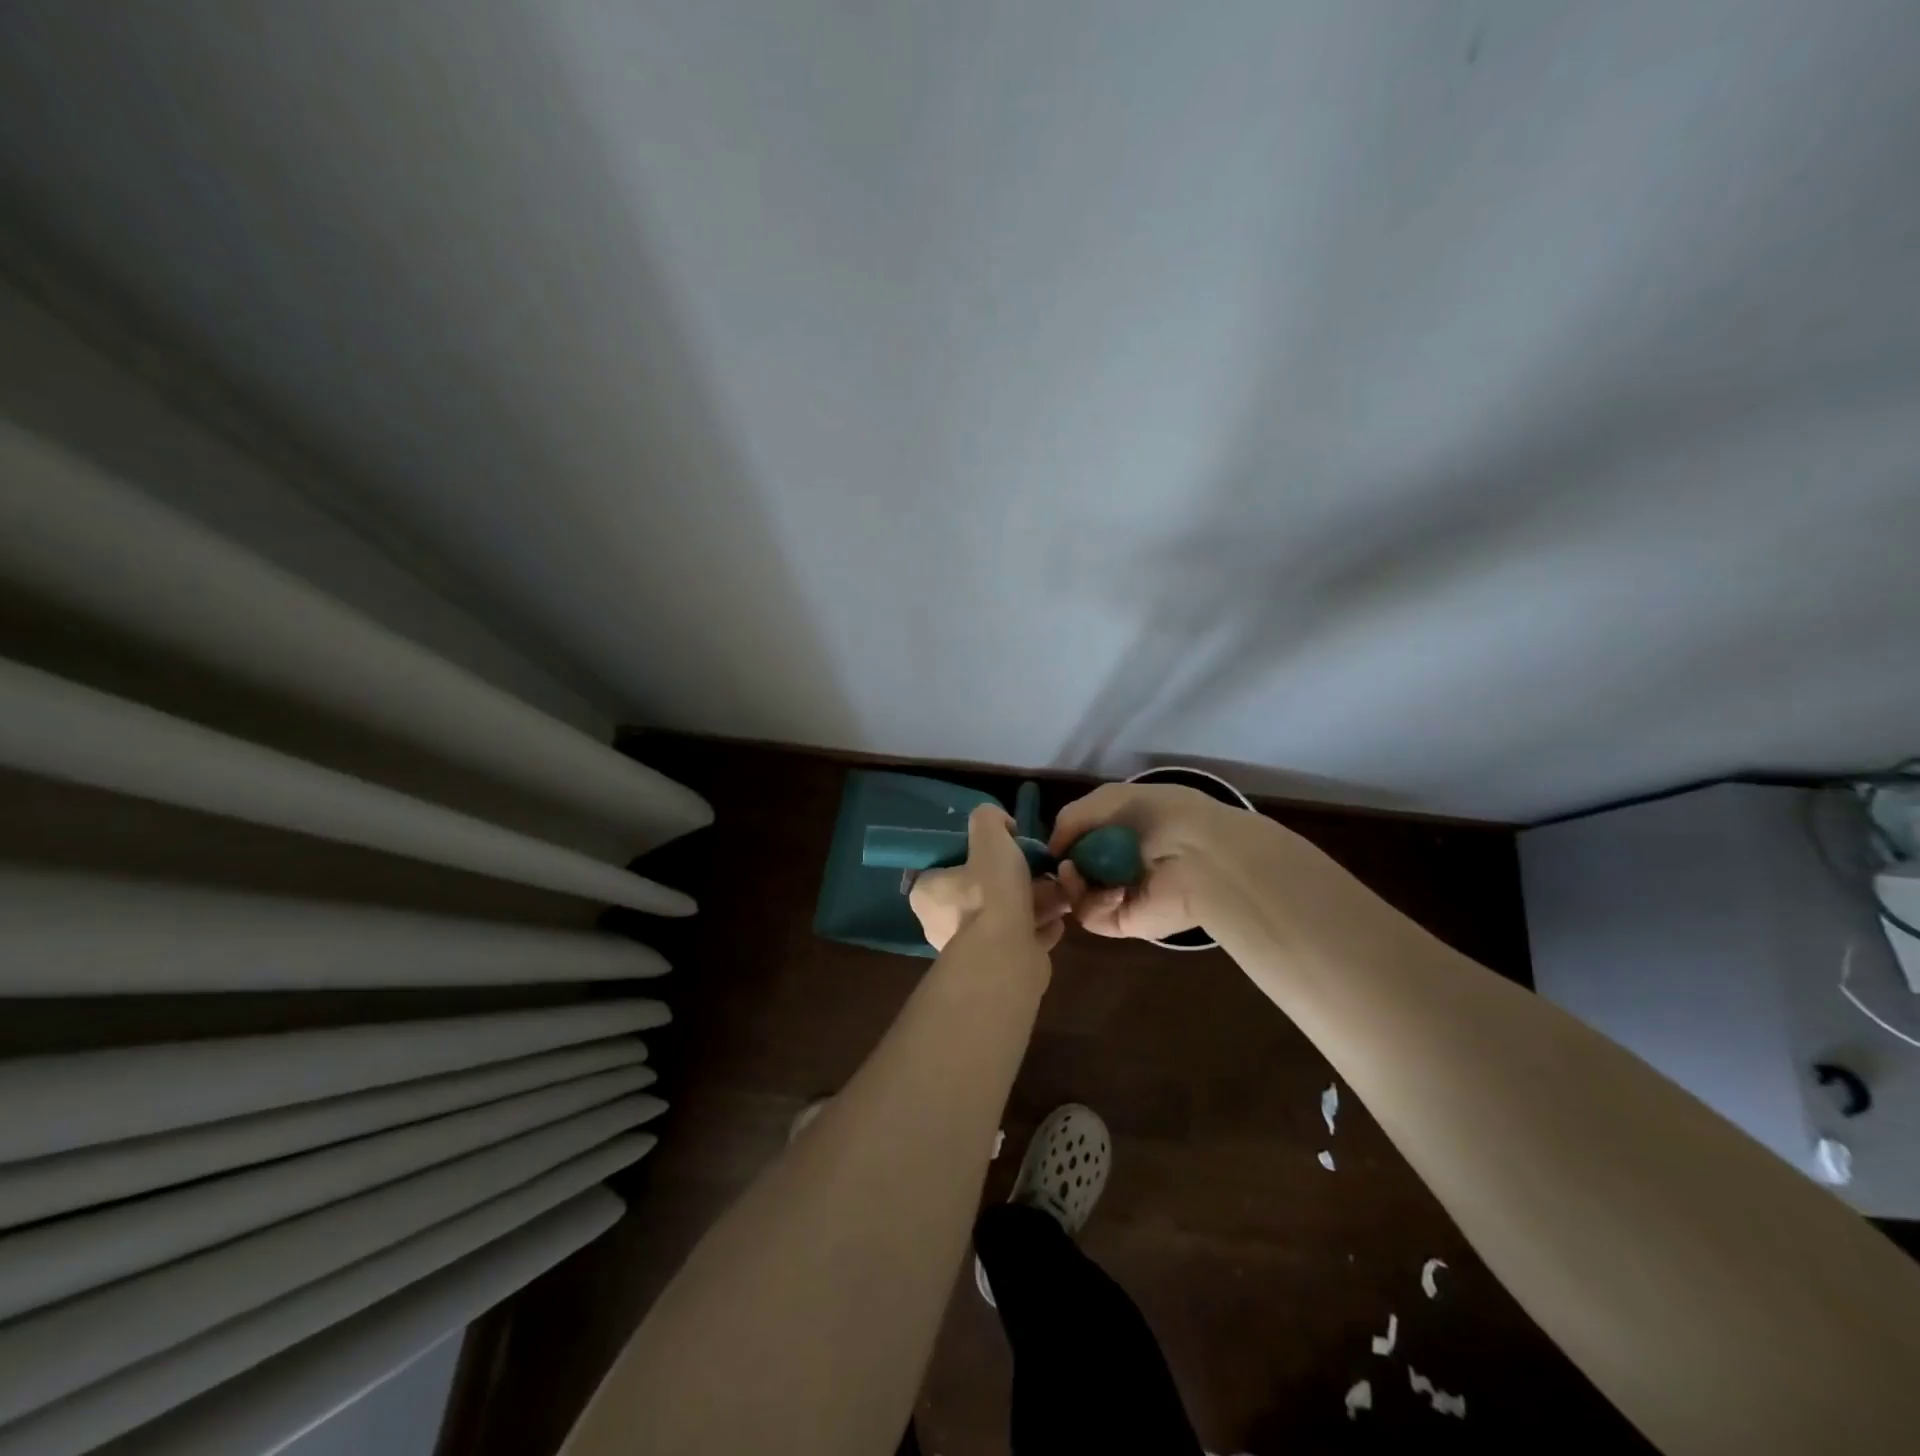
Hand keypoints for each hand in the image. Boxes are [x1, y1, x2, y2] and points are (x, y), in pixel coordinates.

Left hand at [909, 804, 1068, 953]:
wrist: (1009, 954)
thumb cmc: (991, 891)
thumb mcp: (988, 835)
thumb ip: (989, 819)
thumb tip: (1002, 825)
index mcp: (928, 894)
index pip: (943, 867)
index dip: (970, 855)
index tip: (996, 850)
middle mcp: (942, 924)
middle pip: (980, 892)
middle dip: (1011, 881)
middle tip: (1035, 869)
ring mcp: (971, 949)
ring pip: (1004, 917)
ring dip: (1032, 904)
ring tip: (1056, 891)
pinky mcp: (999, 968)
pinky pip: (1022, 940)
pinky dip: (1039, 929)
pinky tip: (1057, 918)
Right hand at [1049, 783, 1240, 940]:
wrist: (1204, 857)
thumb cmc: (1162, 816)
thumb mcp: (1111, 798)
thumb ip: (1072, 817)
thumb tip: (1052, 848)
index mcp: (1125, 832)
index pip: (1083, 840)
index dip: (1064, 840)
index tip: (1051, 842)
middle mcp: (1122, 864)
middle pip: (1076, 868)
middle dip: (1062, 863)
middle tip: (1059, 860)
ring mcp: (1122, 895)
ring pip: (1076, 893)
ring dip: (1069, 882)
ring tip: (1073, 871)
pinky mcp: (1124, 921)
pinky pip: (1091, 914)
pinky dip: (1090, 900)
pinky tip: (1108, 888)